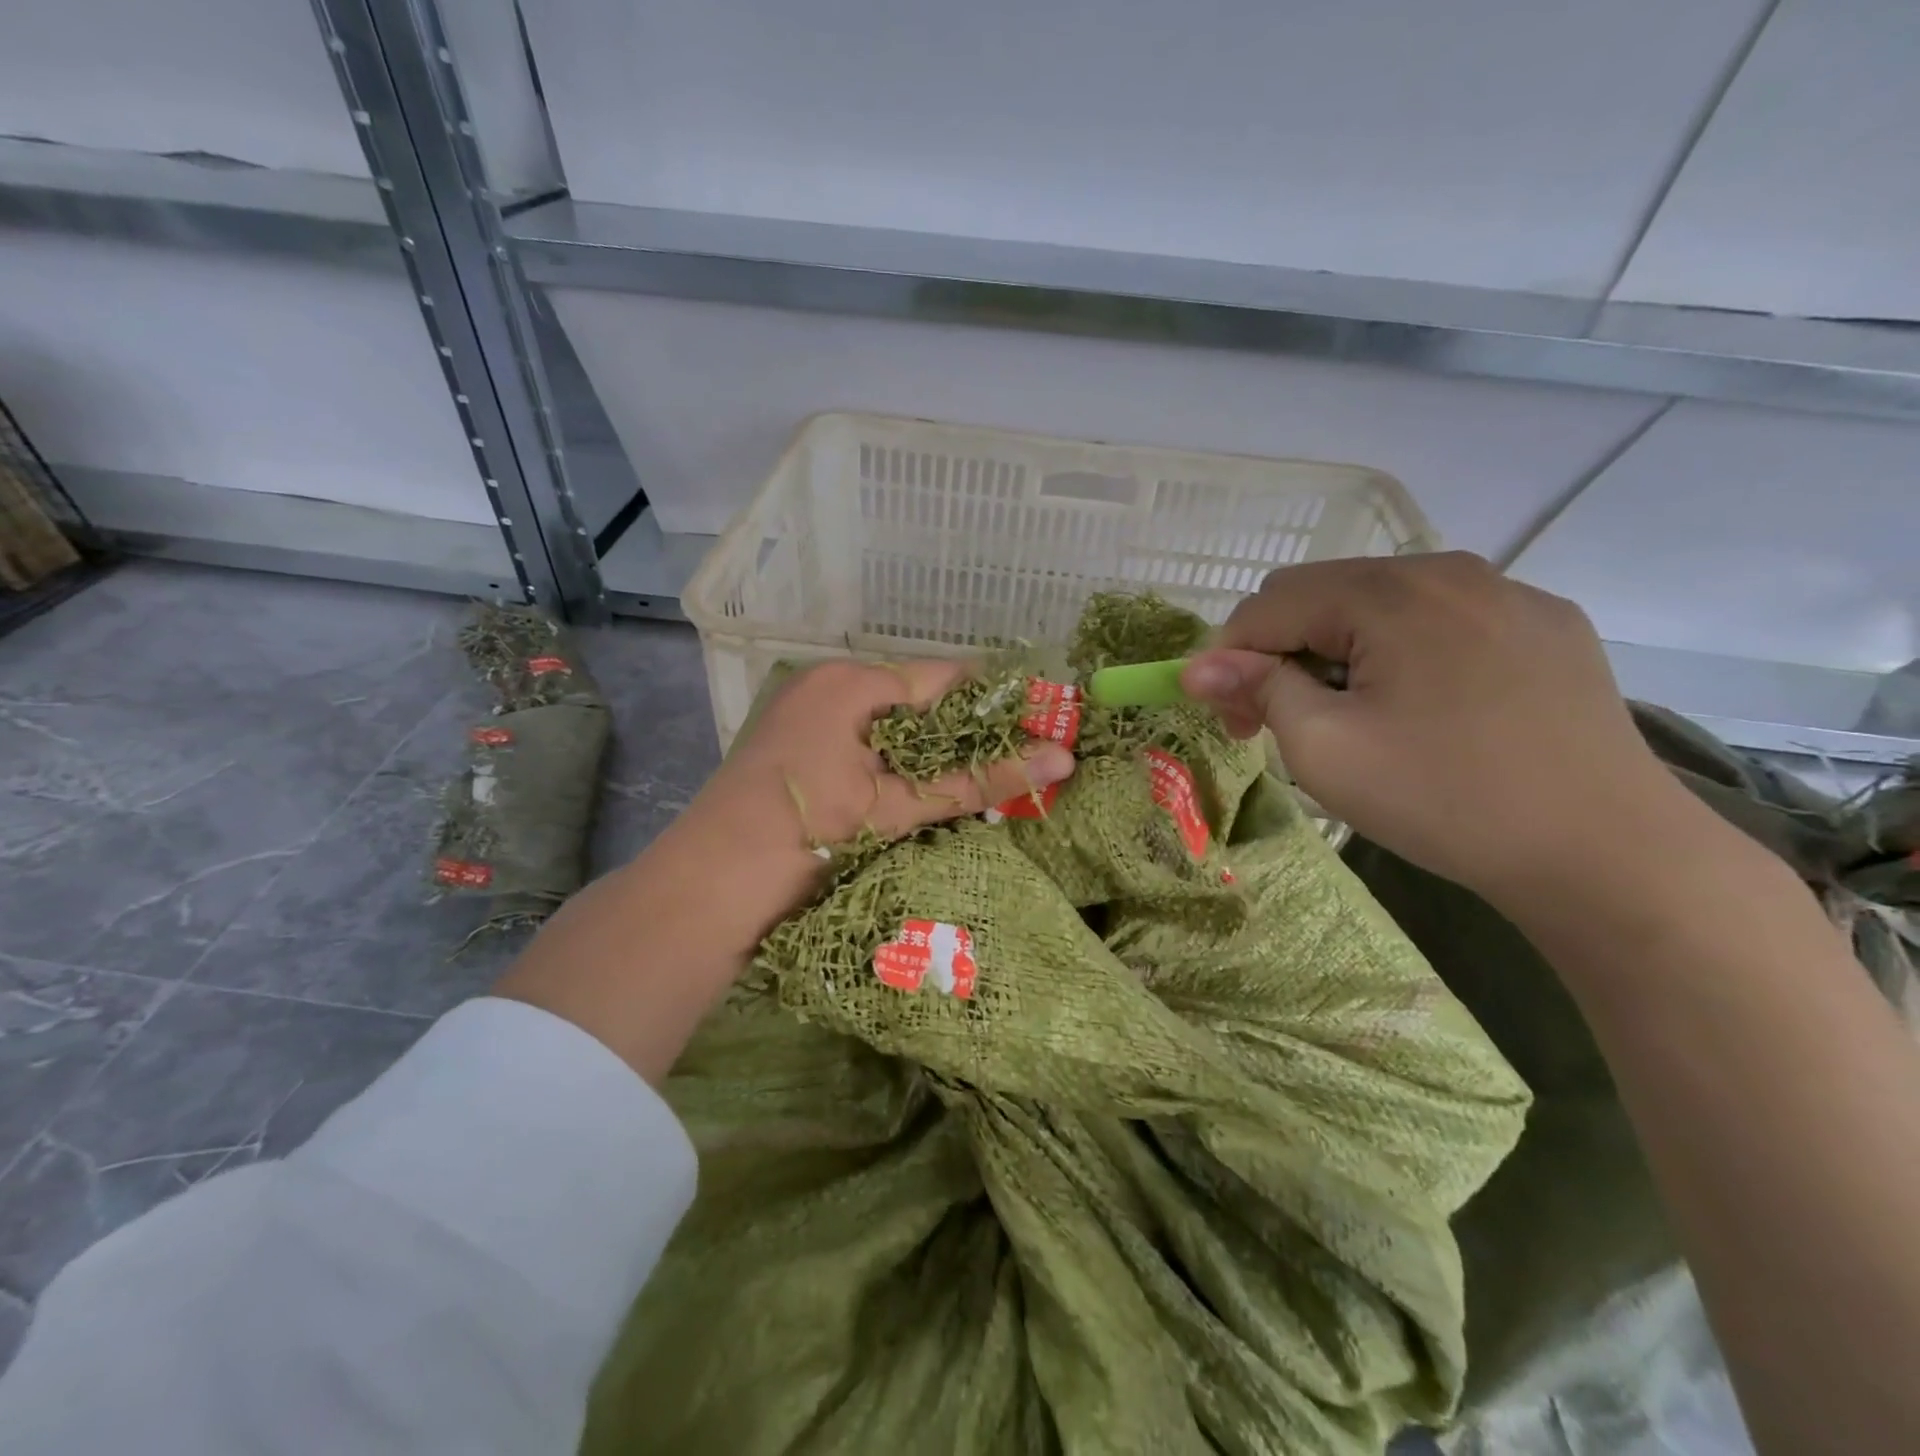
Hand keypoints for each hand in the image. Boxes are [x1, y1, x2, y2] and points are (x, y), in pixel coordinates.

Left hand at [665, 658, 1076, 947]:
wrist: (707, 891)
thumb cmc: (806, 838)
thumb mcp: (896, 807)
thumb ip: (979, 781)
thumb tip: (1064, 758)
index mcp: (850, 682)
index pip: (944, 677)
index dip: (995, 700)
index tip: (1040, 722)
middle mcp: (826, 685)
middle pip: (917, 699)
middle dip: (964, 731)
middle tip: (1015, 761)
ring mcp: (805, 714)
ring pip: (890, 723)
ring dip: (930, 751)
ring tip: (978, 780)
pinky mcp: (795, 745)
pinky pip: (862, 741)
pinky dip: (895, 762)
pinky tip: (921, 789)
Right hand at [1180, 553, 1691, 905]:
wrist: (1607, 853)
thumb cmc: (1445, 799)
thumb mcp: (1324, 748)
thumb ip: (1255, 690)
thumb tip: (1195, 667)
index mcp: (1390, 592)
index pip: (1268, 605)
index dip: (1230, 658)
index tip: (1231, 720)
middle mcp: (1448, 570)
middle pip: (1323, 594)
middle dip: (1283, 651)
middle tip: (1284, 722)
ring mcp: (1507, 592)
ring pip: (1380, 605)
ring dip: (1340, 651)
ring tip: (1355, 717)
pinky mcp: (1546, 625)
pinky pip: (1441, 620)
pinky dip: (1402, 653)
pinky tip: (1425, 709)